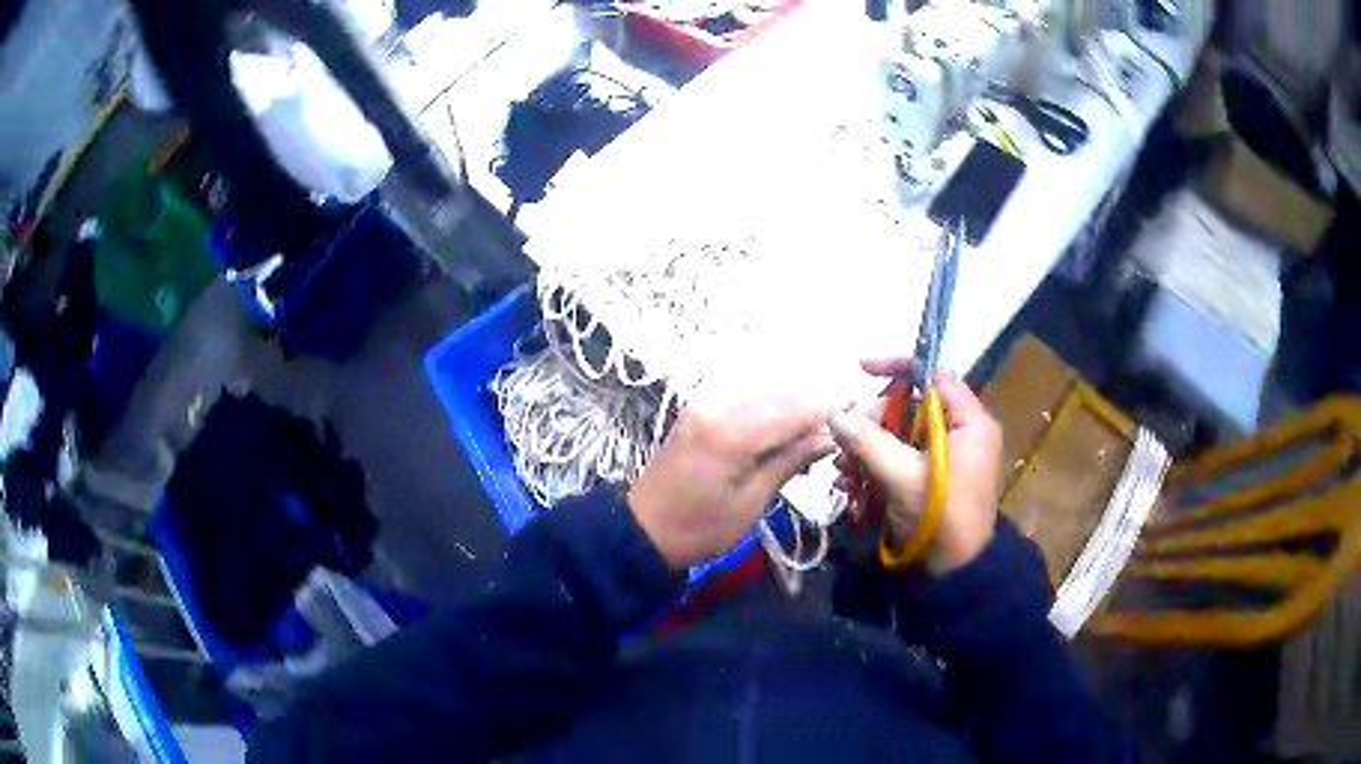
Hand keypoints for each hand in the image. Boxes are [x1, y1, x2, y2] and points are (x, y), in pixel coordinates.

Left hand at [628, 397, 835, 570]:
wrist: (642, 530)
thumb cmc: (699, 528)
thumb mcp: (751, 503)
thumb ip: (789, 462)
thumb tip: (830, 437)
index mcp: (732, 432)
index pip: (796, 407)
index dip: (831, 408)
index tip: (861, 414)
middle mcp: (719, 405)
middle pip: (783, 393)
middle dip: (817, 405)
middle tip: (847, 424)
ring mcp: (706, 404)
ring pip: (766, 392)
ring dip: (797, 406)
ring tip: (820, 433)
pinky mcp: (701, 410)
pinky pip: (748, 400)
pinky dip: (773, 410)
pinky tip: (788, 431)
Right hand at [830, 359, 1001, 573]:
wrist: (955, 573)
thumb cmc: (941, 518)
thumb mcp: (903, 477)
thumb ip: (870, 440)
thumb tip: (835, 411)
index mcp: (969, 422)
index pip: (934, 375)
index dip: (898, 367)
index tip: (861, 368)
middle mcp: (961, 431)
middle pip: (913, 403)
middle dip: (876, 415)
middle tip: (848, 434)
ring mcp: (947, 456)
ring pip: (902, 431)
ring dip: (869, 442)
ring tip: (844, 463)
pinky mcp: (932, 476)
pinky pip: (901, 455)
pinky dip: (876, 461)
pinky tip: (851, 478)